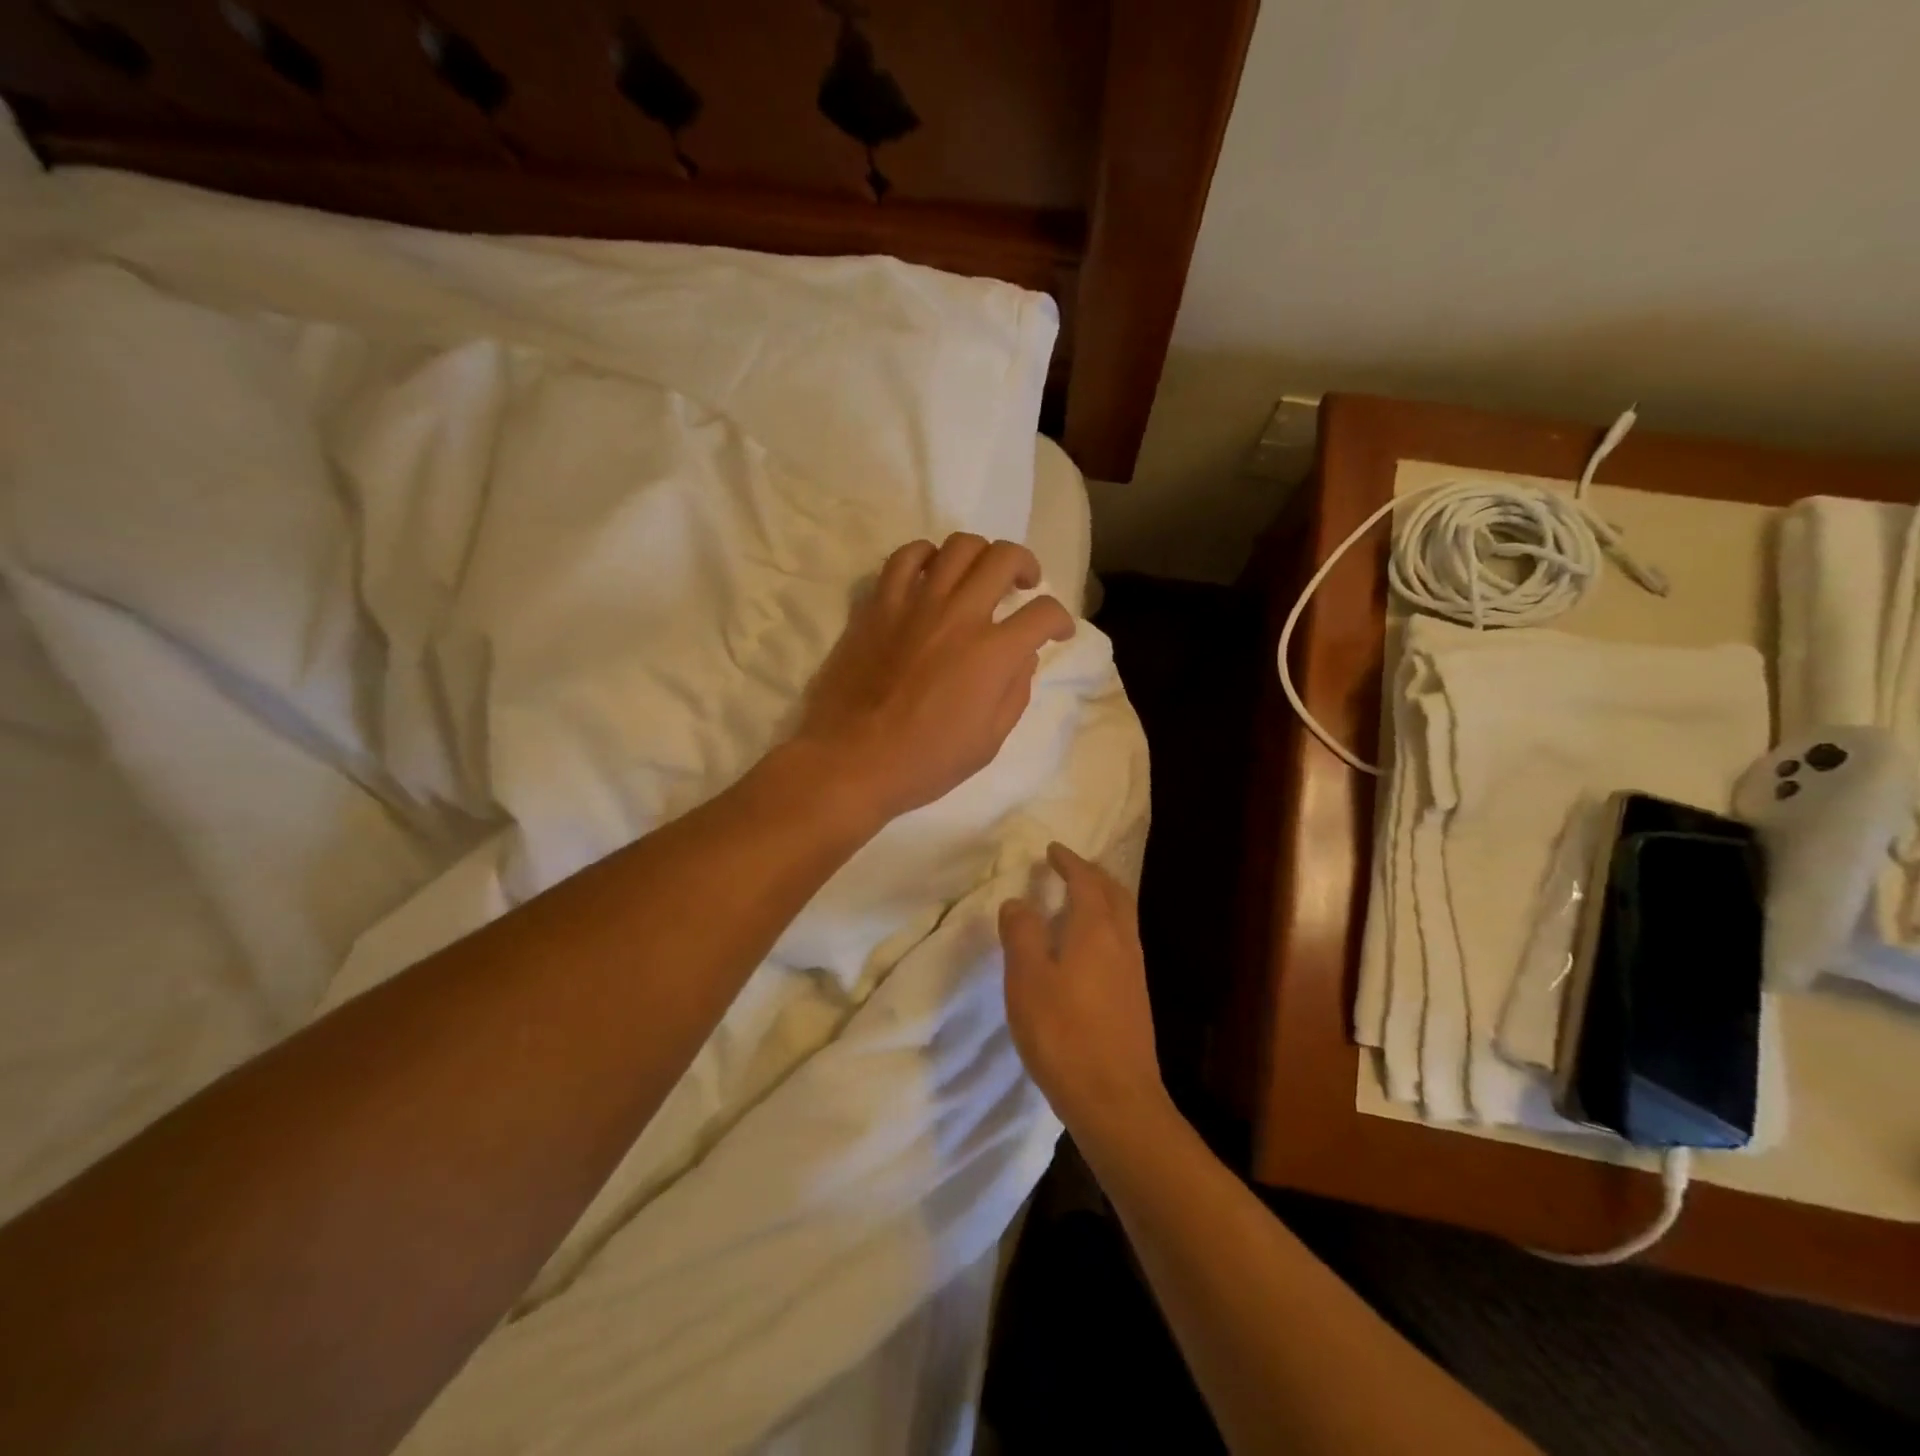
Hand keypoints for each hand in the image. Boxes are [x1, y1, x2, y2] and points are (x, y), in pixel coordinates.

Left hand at [796, 533, 1073, 819]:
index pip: (1043, 613)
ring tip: (978, 575)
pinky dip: (925, 556)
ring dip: (980, 554)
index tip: (1057, 632)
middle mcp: (959, 615)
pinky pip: (904, 558)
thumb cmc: (924, 762)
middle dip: (1025, 565)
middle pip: (1004, 558)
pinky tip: (930, 573)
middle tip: (1024, 585)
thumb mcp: (988, 741)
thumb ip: (1015, 692)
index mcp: (992, 654)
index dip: (1060, 620)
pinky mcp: (878, 605)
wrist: (851, 761)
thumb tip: (1022, 656)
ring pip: (958, 546)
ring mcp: (915, 604)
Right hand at [999, 843, 1167, 1138]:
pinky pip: (1122, 941)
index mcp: (1095, 929)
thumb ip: (1021, 934)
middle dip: (1093, 874)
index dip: (1069, 861)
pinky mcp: (1135, 998)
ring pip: (1123, 917)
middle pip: (1114, 893)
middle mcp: (1121, 941)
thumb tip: (1019, 902)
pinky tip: (1087, 948)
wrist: (1115, 1100)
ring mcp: (1134, 970)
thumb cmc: (1063, 1033)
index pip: (1085, 880)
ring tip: (1077, 900)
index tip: (1053, 849)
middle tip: (1070, 867)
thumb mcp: (1027, 979)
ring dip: (1103, 899)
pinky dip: (1106, 925)